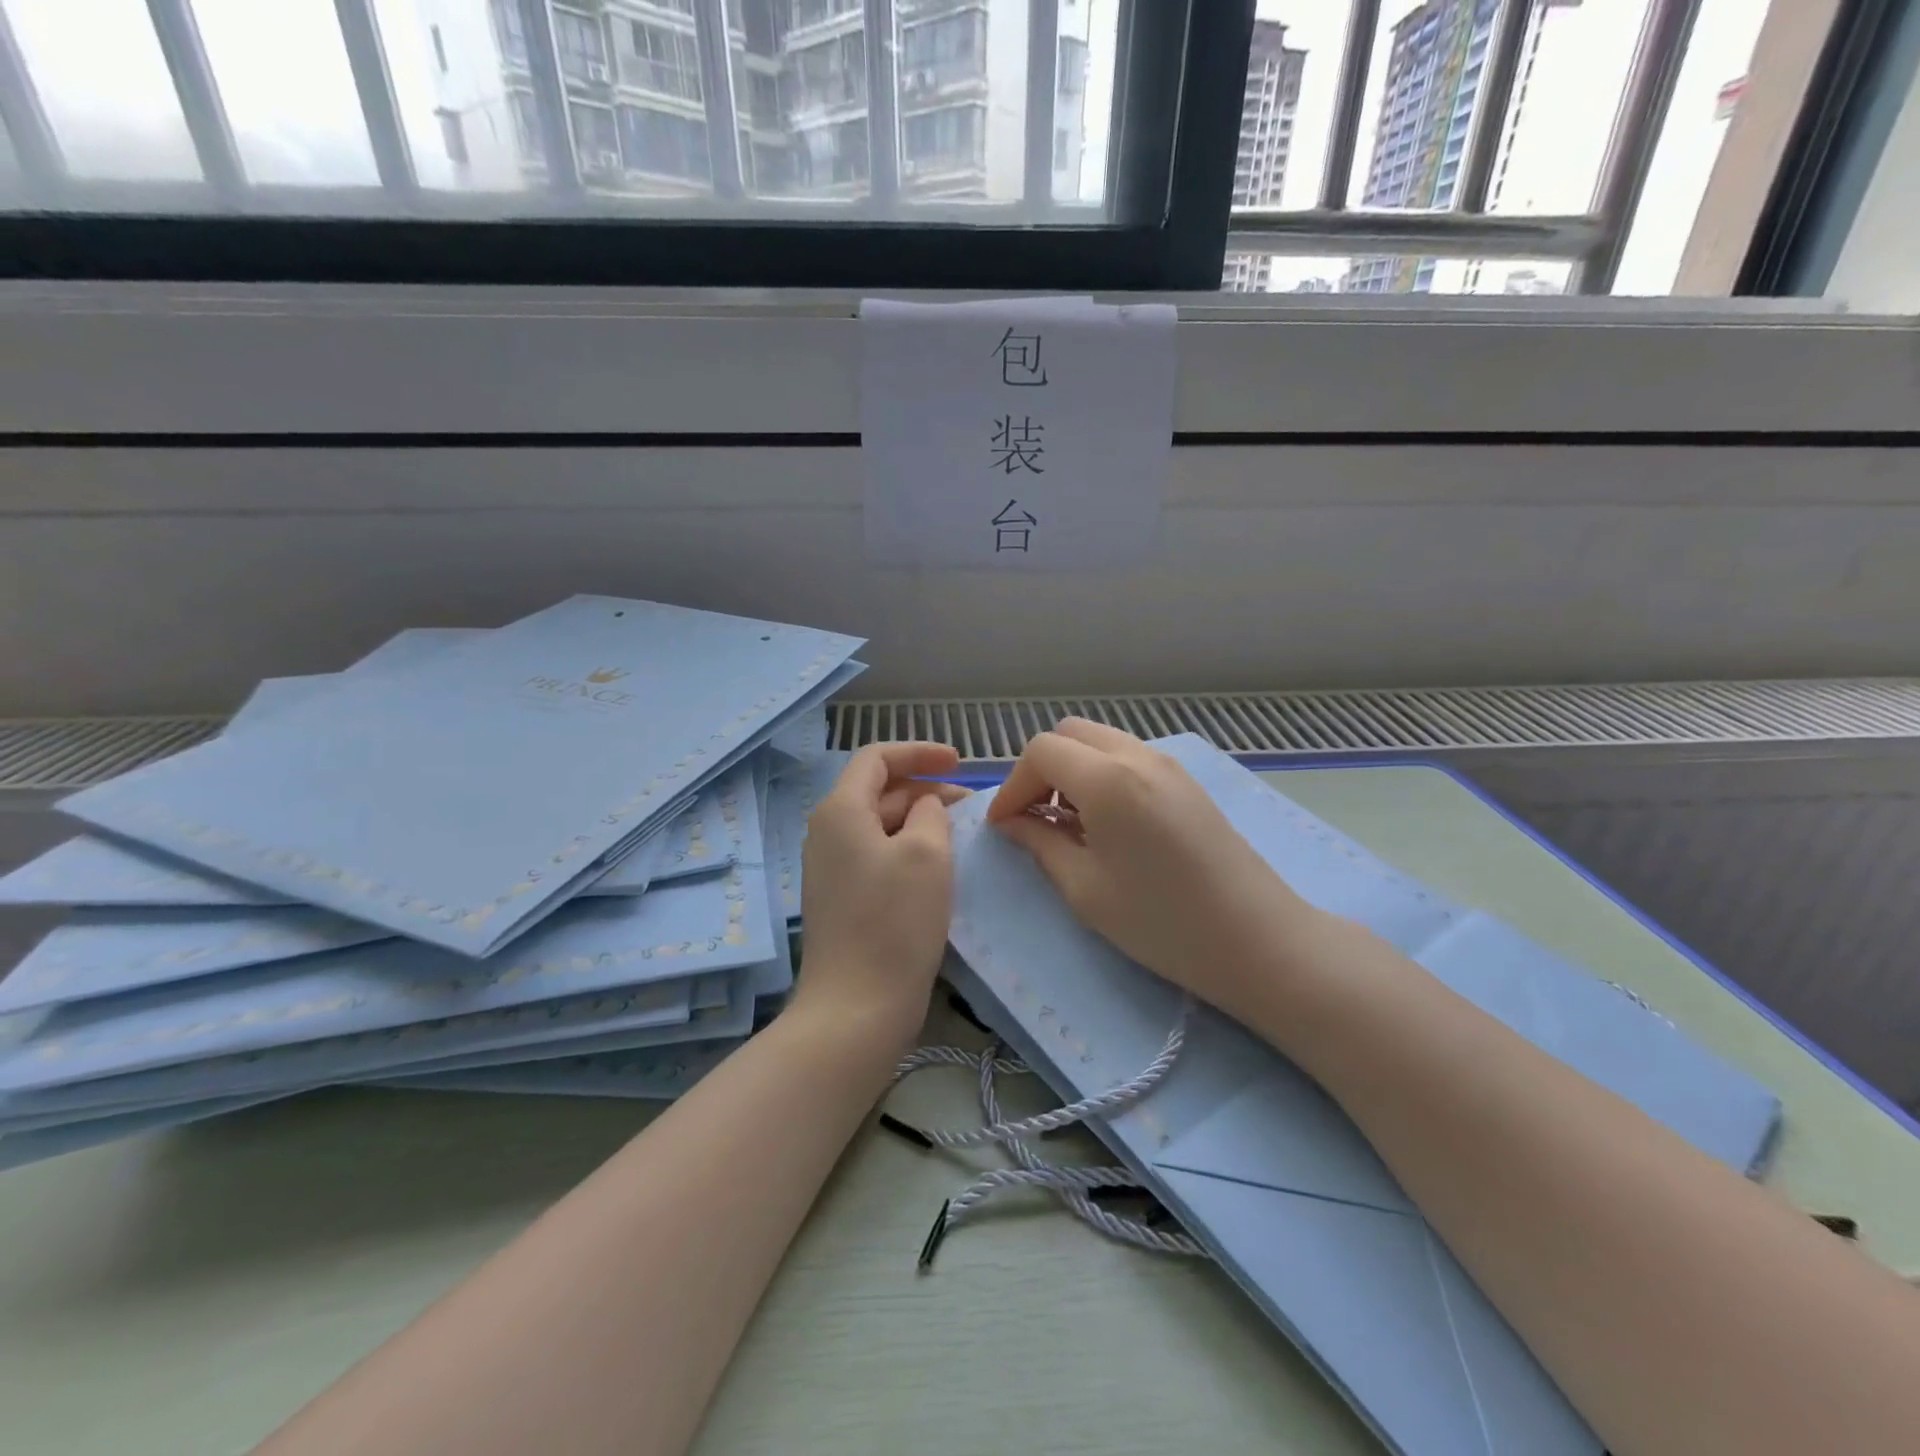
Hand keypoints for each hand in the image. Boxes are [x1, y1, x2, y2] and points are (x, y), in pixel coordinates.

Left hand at [791, 742, 967, 1051]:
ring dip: (919, 821)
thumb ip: (929, 813)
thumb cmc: (894, 922)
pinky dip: (908, 849)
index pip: (876, 758)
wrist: (856, 1008)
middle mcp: (827, 833)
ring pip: (880, 826)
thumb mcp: (926, 854)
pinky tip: (937, 868)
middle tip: (970, 806)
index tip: (959, 762)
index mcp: (840, 811)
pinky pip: (877, 856)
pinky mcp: (842, 899)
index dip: (919, 752)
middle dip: (925, 789)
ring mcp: (831, 868)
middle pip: (878, 791)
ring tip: (960, 834)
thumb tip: (923, 807)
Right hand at [987, 720, 1310, 1024]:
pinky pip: (1129, 757)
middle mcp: (1138, 755)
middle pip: (1069, 733)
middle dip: (1040, 770)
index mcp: (1108, 779)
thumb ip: (1040, 844)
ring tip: (1069, 824)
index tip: (1004, 826)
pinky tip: (1106, 823)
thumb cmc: (1162, 922)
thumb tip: (1013, 823)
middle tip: (1034, 818)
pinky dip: (1101, 775)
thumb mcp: (1085, 889)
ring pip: (1100, 742)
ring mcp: (1168, 764)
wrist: (1258, 940)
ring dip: (1072, 770)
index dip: (1013, 785)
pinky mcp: (1187, 781)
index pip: (1041, 752)